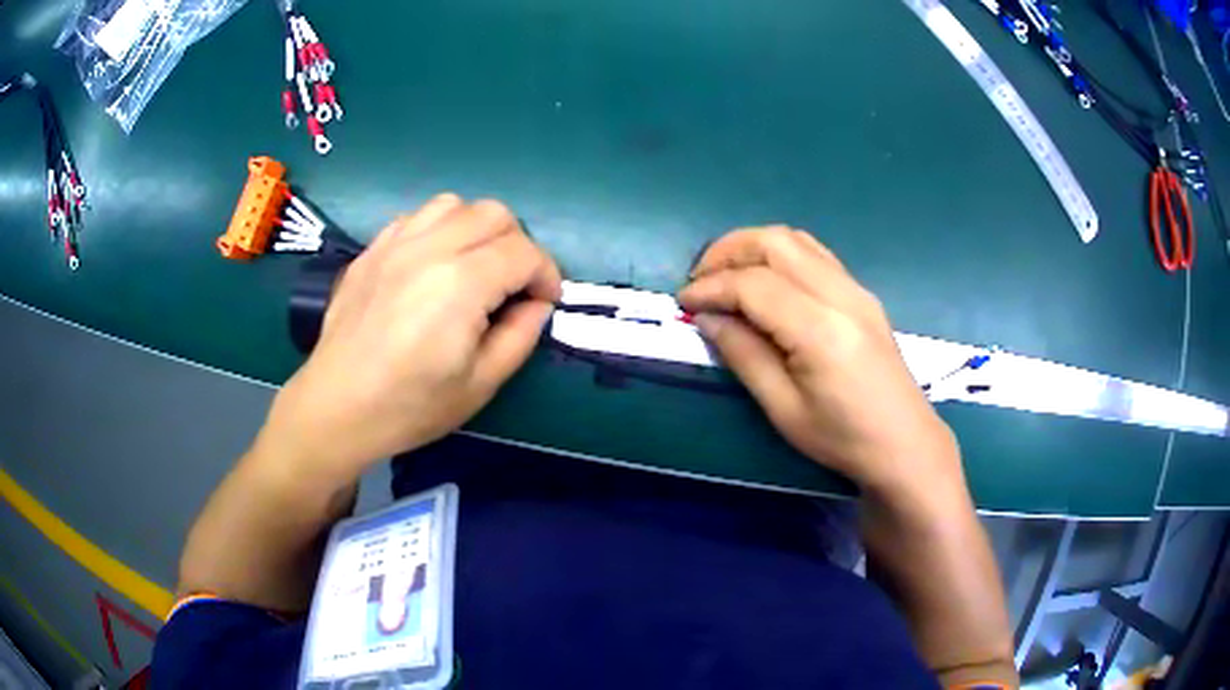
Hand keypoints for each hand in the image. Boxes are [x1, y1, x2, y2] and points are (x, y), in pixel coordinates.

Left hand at [259, 194, 560, 480]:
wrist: (337, 407)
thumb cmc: (409, 406)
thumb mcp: (480, 384)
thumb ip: (520, 336)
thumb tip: (537, 305)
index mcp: (461, 283)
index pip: (523, 252)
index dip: (546, 275)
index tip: (545, 302)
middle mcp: (429, 248)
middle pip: (494, 214)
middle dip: (518, 244)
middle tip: (514, 284)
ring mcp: (395, 243)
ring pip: (454, 205)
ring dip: (477, 229)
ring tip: (474, 266)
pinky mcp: (372, 250)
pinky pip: (416, 217)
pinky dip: (439, 230)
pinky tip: (433, 264)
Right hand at [678, 227, 964, 503]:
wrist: (904, 443)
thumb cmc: (842, 439)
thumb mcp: (784, 409)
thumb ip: (744, 355)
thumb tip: (707, 317)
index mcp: (820, 329)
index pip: (754, 285)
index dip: (711, 287)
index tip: (683, 302)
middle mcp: (840, 295)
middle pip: (775, 243)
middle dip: (728, 251)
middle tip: (700, 280)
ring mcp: (856, 289)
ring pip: (796, 240)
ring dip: (753, 247)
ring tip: (726, 276)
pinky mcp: (862, 294)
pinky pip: (814, 255)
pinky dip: (780, 255)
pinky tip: (765, 282)